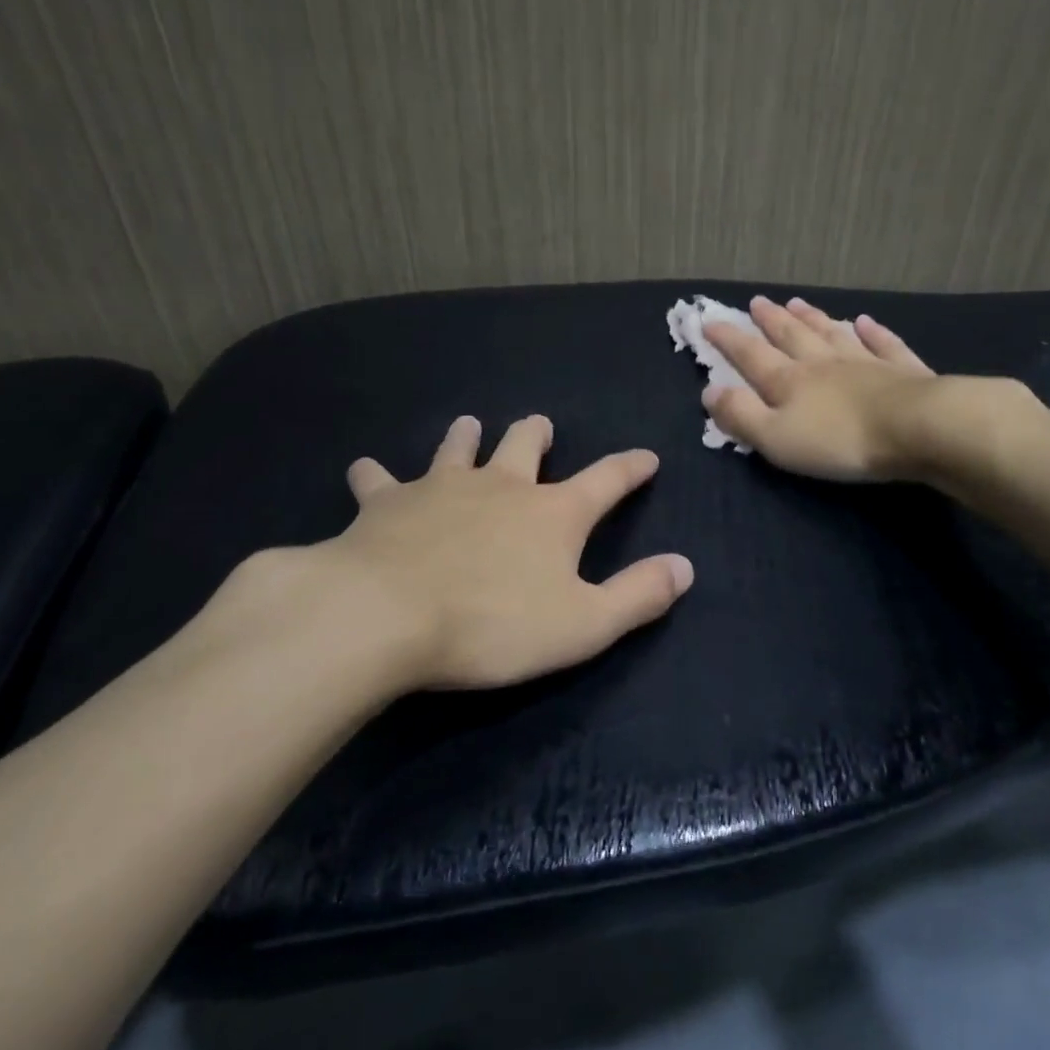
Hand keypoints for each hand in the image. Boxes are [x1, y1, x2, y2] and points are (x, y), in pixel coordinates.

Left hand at [230, 416, 692, 695]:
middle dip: (536, 435)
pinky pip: (378, 480)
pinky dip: (374, 475)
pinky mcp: (386, 503)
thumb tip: (684, 567)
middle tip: (539, 426)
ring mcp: (440, 488)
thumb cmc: (493, 625)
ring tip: (468, 425)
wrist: (385, 614)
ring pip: (457, 448)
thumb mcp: (583, 624)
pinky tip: (364, 470)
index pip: (607, 479)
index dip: (630, 468)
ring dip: (465, 436)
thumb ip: (637, 595)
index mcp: (553, 513)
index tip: (646, 456)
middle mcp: (501, 486)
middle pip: (524, 446)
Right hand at [702, 296, 937, 481]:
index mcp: (789, 381)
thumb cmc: (839, 440)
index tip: (709, 321)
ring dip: (813, 318)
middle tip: (757, 301)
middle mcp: (823, 363)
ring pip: (832, 333)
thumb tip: (709, 390)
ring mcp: (865, 362)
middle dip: (770, 320)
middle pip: (792, 336)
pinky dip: (873, 331)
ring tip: (798, 303)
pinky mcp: (902, 370)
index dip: (729, 339)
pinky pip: (883, 344)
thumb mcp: (776, 437)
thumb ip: (741, 415)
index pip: (751, 356)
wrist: (916, 428)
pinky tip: (865, 321)